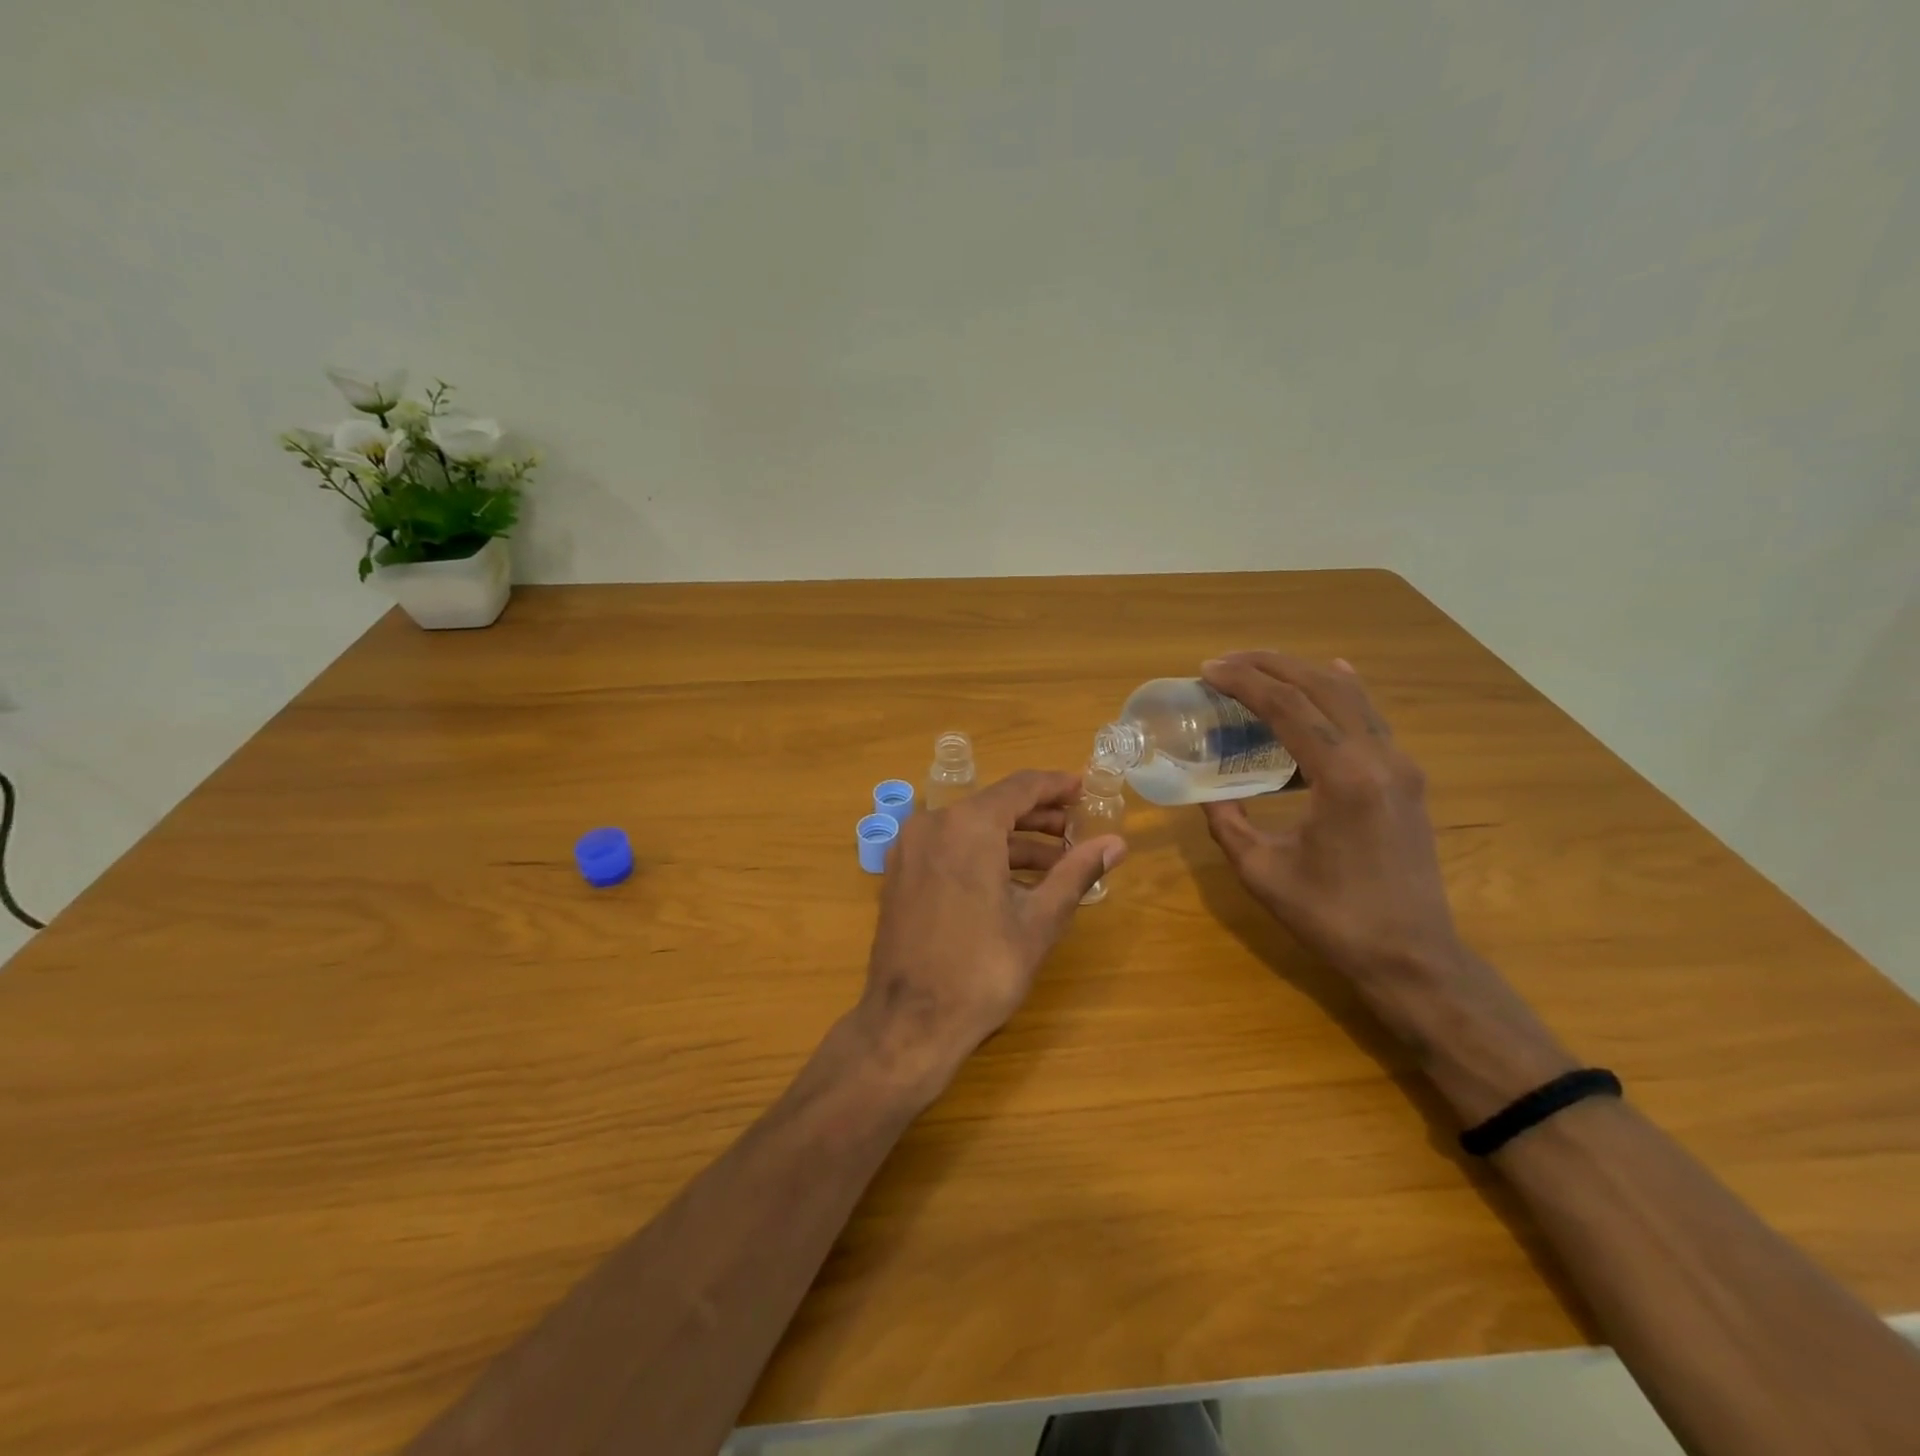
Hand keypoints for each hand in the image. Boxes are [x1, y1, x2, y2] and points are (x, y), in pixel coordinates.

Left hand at [852, 770, 1126, 1095]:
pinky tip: (1014, 881)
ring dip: (1013, 840)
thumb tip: (1116, 844)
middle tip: (1077, 830)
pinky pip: (949, 848)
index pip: (1021, 787)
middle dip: (1038, 816)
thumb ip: (1077, 873)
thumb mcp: (1039, 920)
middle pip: (995, 805)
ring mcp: (910, 849)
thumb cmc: (982, 970)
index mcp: (967, 825)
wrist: (910, 1023)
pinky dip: (982, 855)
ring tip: (1056, 862)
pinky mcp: (900, 874)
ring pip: (971, 828)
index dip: (1057, 786)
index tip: (1085, 790)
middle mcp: (932, 824)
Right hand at [1198, 652, 1462, 995]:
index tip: (1207, 670)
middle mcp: (1379, 758)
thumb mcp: (1262, 871)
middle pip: (1322, 686)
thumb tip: (1209, 793)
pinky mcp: (1407, 778)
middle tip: (1225, 663)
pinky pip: (1370, 718)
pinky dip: (1339, 692)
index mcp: (1343, 777)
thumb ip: (1228, 823)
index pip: (1288, 706)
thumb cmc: (1332, 918)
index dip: (1244, 682)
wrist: (1413, 957)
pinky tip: (1328, 677)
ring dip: (1302, 674)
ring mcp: (1401, 765)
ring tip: (1260, 668)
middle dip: (1270, 665)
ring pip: (1351, 695)